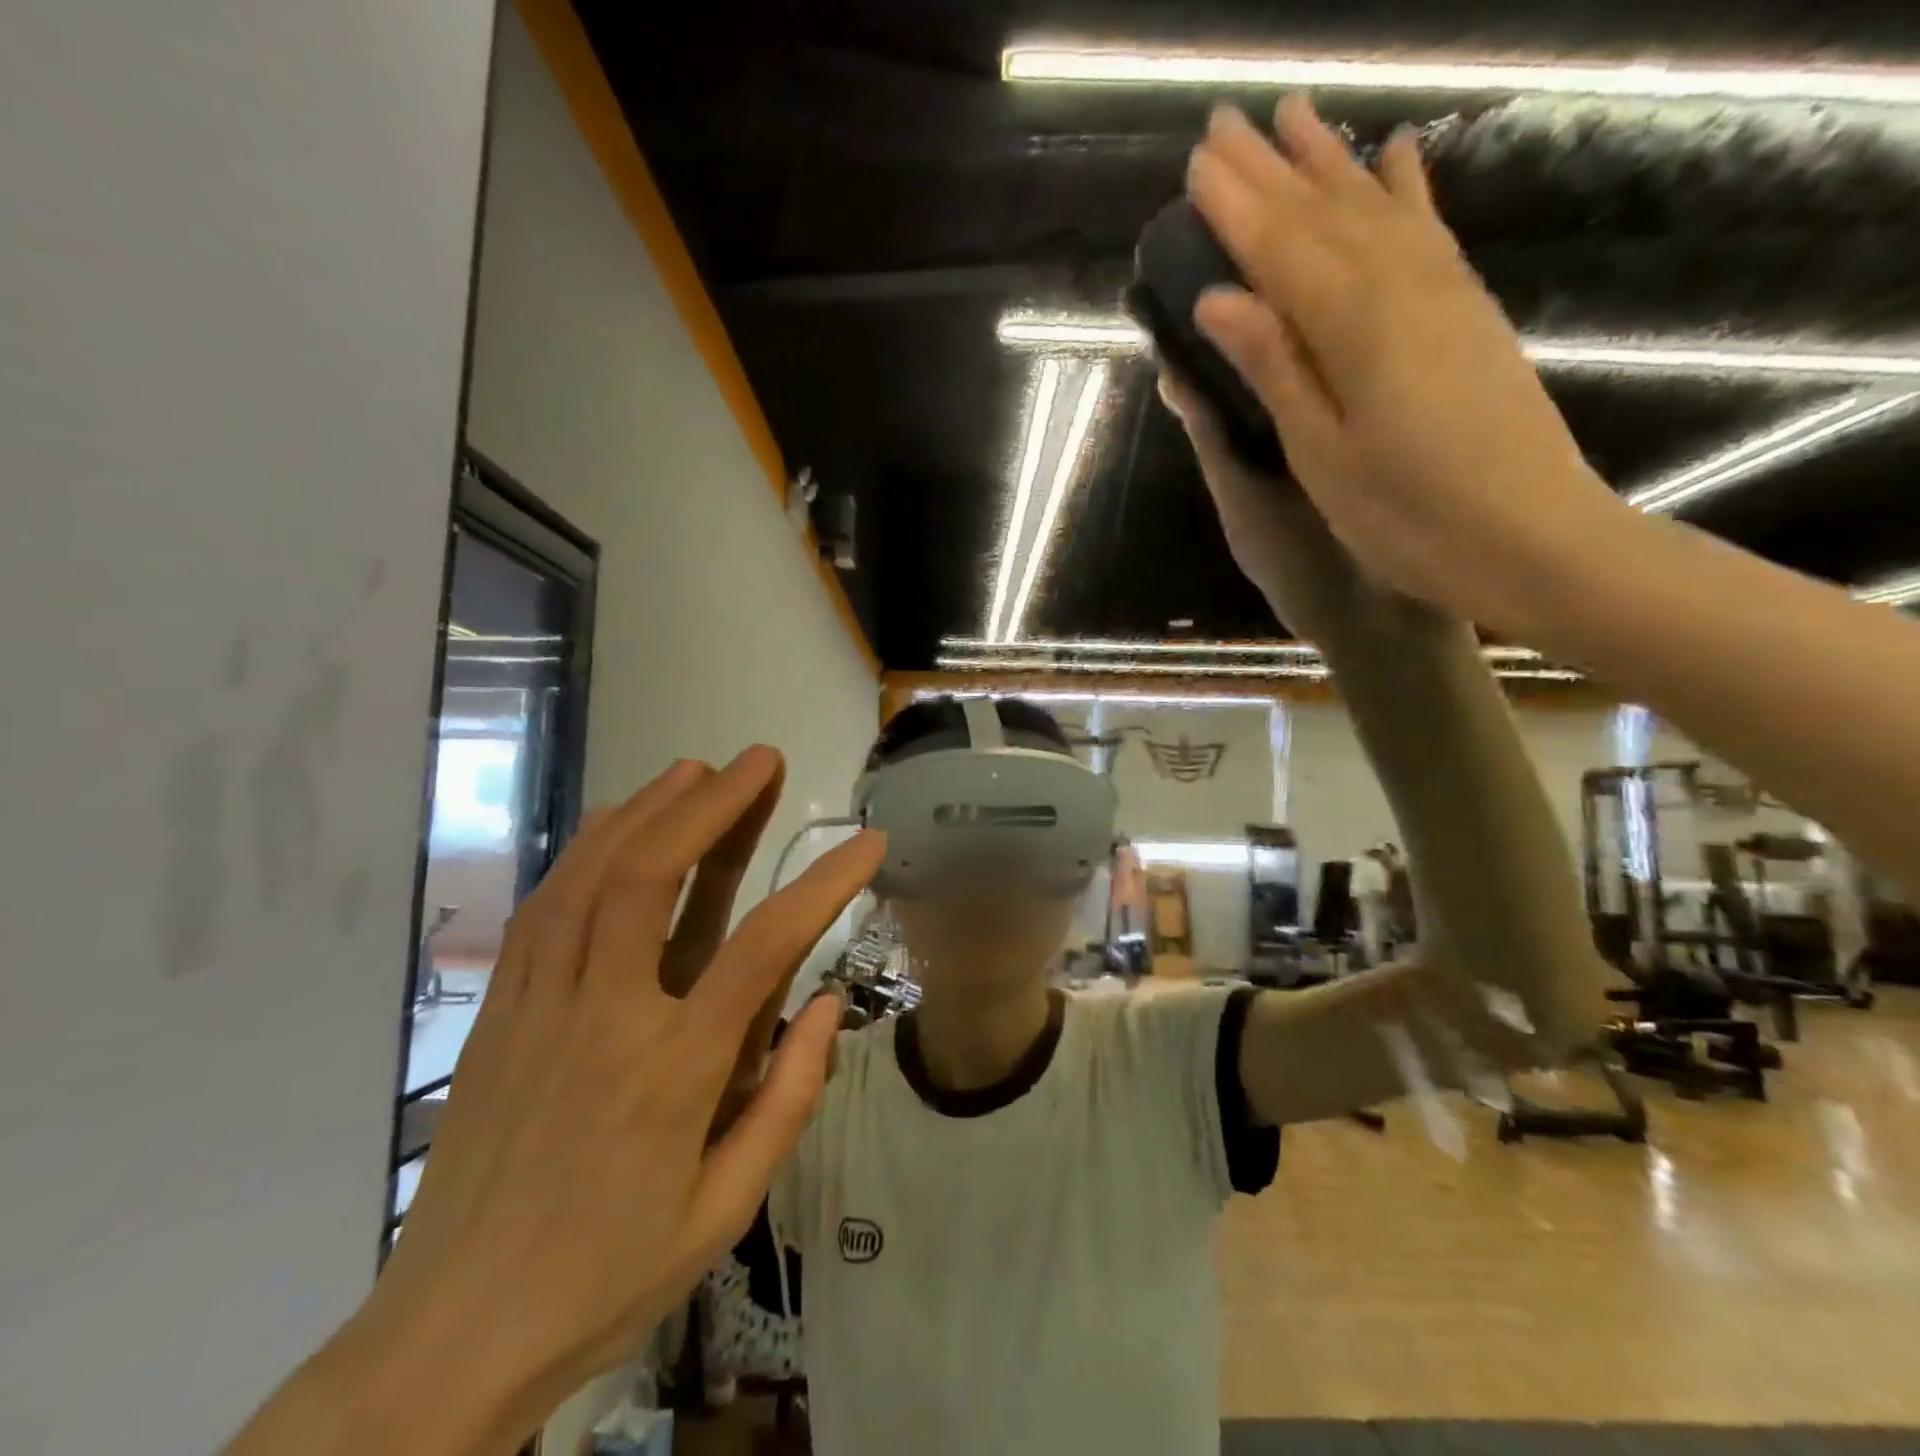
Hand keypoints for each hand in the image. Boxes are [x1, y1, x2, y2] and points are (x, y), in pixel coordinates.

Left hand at [353, 749, 881, 1449]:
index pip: (764, 947)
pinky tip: (615, 823)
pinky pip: (542, 909)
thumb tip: (828, 1003)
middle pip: (651, 878)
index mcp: (672, 1072)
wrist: (448, 1338)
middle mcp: (602, 1018)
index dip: (825, 882)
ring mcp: (539, 1007)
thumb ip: (787, 1099)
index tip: (867, 841)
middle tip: (760, 759)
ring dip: (648, 810)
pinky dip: (584, 850)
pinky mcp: (497, 1013)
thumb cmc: (607, 1275)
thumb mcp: (723, 1210)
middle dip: (713, 805)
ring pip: (588, 878)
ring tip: (696, 769)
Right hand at [1184, 96, 1621, 633]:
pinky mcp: (1470, 311)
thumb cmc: (1407, 516)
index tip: (1196, 162)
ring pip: (1376, 208)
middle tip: (1226, 123)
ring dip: (1331, 161)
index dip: (1235, 206)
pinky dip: (1406, 189)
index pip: (1280, 249)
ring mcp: (1445, 293)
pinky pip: (1429, 230)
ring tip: (1296, 116)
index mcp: (1353, 328)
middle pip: (1324, 214)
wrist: (1530, 537)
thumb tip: (1220, 298)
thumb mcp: (1322, 454)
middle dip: (1271, 168)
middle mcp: (1402, 287)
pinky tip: (1395, 157)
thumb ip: (1276, 367)